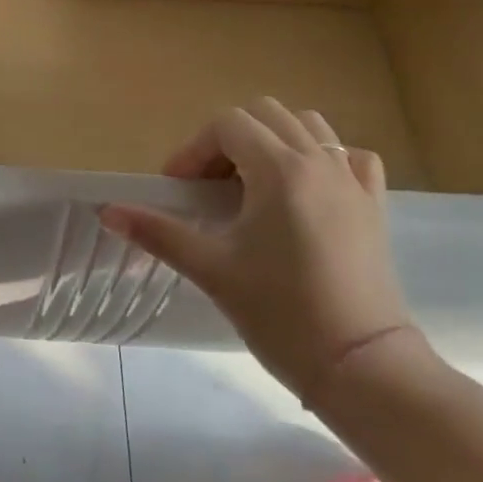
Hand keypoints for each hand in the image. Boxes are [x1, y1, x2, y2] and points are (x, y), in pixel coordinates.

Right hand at [100, 97, 418, 402]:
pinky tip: (308, 189)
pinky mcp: (375, 206)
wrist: (362, 367)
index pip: (227, 125)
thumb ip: (158, 232)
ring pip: (309, 126)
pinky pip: (351, 157)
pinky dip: (324, 158)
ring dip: (274, 140)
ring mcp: (353, 181)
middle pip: (266, 114)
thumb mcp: (212, 269)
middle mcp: (318, 162)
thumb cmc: (281, 313)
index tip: (179, 189)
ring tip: (255, 183)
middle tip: (211, 186)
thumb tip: (107, 212)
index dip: (195, 150)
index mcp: (278, 170)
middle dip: (230, 139)